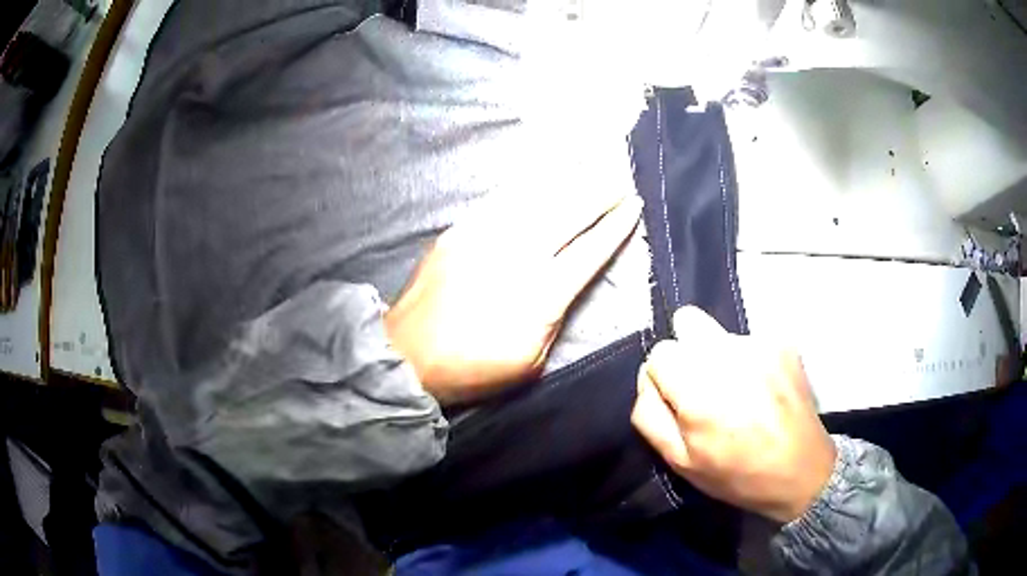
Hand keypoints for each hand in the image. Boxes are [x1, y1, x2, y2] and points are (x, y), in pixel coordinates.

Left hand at [386, 193, 641, 405]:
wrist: (408, 354)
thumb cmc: (472, 368)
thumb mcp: (530, 362)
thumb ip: (554, 319)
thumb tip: (562, 285)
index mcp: (542, 294)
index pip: (590, 250)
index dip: (616, 226)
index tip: (634, 205)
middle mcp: (518, 255)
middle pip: (569, 213)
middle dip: (600, 191)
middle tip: (621, 174)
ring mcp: (486, 237)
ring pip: (537, 199)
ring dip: (568, 179)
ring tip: (591, 164)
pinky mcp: (460, 231)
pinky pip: (501, 200)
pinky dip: (528, 186)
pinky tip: (543, 176)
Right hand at [631, 307, 835, 522]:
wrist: (801, 470)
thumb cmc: (737, 474)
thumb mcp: (680, 462)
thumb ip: (650, 415)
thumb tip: (648, 380)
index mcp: (698, 388)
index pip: (659, 352)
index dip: (663, 378)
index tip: (680, 403)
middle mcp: (728, 354)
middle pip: (687, 322)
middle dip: (687, 353)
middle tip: (704, 388)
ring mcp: (760, 343)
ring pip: (719, 332)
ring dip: (718, 356)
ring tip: (739, 391)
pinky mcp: (783, 342)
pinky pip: (749, 340)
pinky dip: (748, 360)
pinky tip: (762, 388)